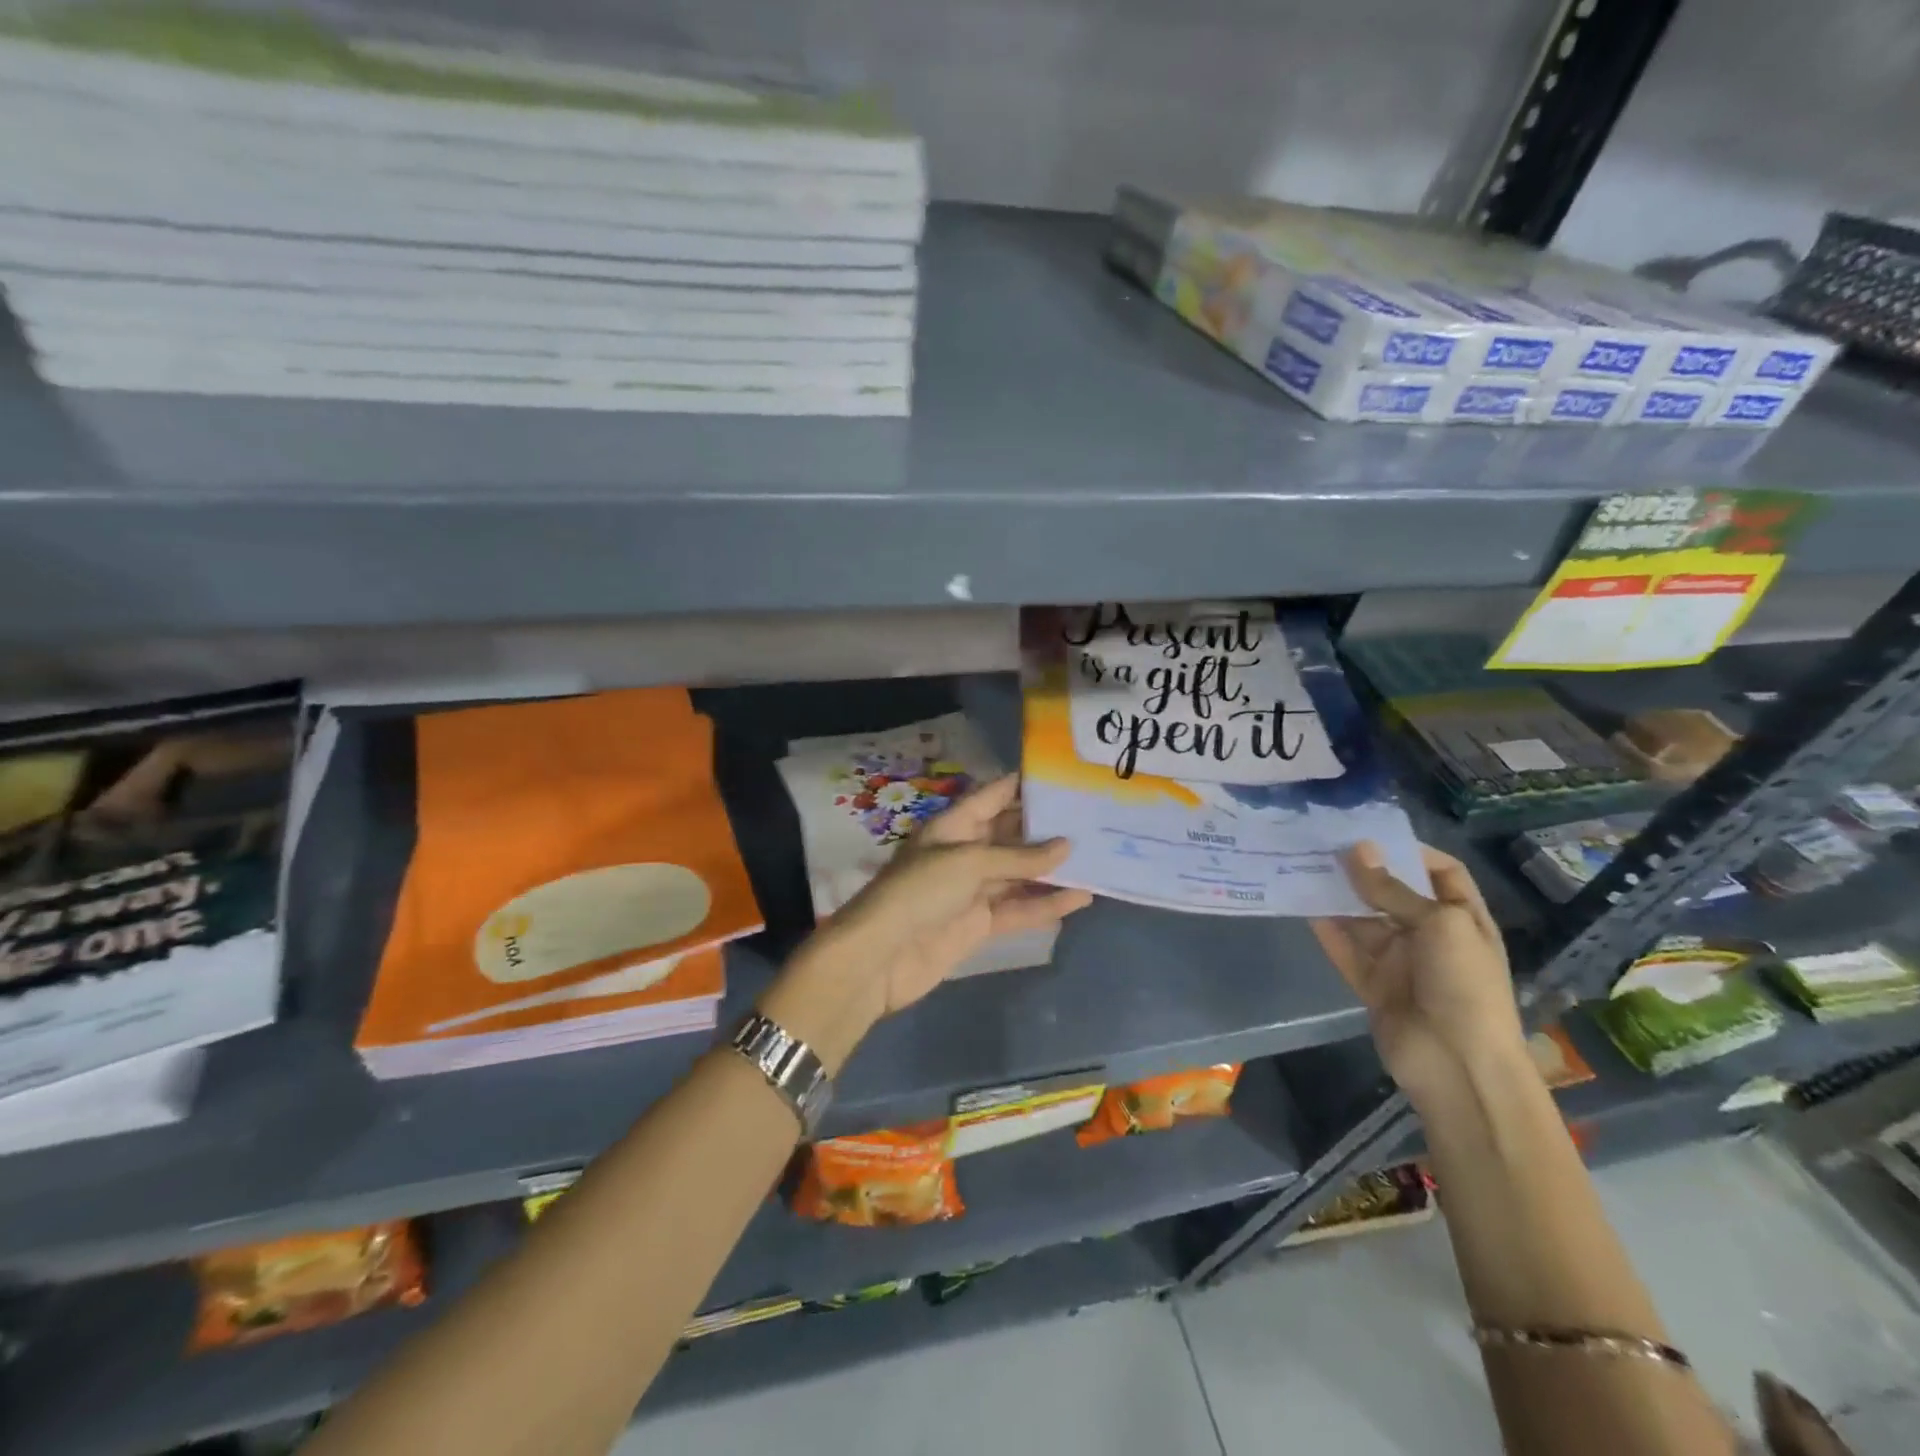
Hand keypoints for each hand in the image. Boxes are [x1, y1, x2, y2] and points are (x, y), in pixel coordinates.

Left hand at [758, 776, 1092, 1072]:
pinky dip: (1046, 904)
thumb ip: (1019, 857)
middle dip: (1047, 829)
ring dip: (1053, 869)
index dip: (1024, 786)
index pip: (993, 796)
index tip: (1064, 778)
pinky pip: (1018, 909)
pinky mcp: (979, 924)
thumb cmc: (919, 892)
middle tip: (1094, 820)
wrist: (881, 956)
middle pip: (1011, 835)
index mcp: (953, 826)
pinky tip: (1081, 897)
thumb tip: (1067, 846)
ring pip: (1020, 874)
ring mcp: (972, 890)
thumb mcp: (969, 863)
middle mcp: (964, 852)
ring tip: (1098, 858)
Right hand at [1310, 841, 1523, 1107]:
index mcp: (1462, 918)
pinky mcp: (1373, 984)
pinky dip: (1326, 931)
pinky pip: (1346, 950)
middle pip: (1393, 893)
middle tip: (1321, 845)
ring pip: (1363, 920)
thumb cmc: (1463, 985)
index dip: (1411, 851)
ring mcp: (1401, 961)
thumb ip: (1392, 889)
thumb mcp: (1438, 925)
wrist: (1458, 1065)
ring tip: (1302, 867)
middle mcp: (1431, 935)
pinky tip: (1301, 907)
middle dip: (1362, 871)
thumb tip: (1357, 849)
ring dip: (1337, 897)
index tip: (1369, 833)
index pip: (1441, 872)